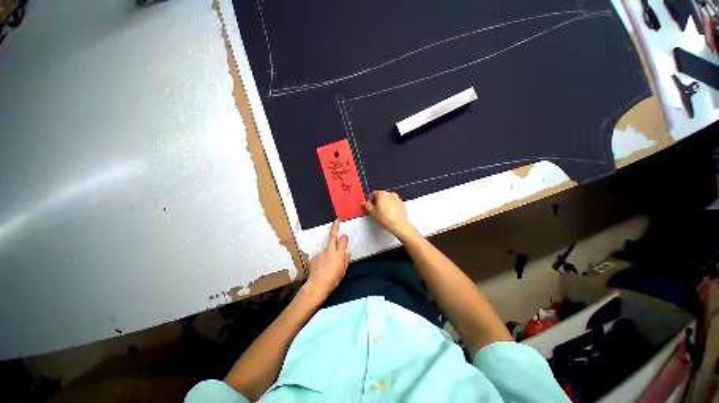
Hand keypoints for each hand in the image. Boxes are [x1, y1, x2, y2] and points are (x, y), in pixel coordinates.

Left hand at [304, 219, 349, 298]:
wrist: (316, 285)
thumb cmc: (332, 280)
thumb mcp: (342, 271)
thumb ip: (345, 261)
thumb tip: (347, 254)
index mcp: (339, 254)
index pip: (343, 241)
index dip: (344, 238)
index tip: (345, 236)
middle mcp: (330, 251)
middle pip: (333, 237)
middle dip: (335, 227)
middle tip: (337, 220)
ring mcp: (321, 253)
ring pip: (327, 250)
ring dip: (328, 254)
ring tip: (327, 267)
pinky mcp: (315, 256)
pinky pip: (321, 256)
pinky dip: (323, 259)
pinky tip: (322, 268)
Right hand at [362, 190, 416, 238]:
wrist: (398, 224)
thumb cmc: (387, 218)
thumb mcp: (373, 212)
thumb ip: (367, 205)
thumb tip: (364, 203)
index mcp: (382, 194)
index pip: (373, 193)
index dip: (370, 200)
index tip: (369, 205)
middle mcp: (390, 194)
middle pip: (381, 195)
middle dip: (377, 202)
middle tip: (375, 210)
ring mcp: (397, 198)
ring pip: (387, 199)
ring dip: (384, 204)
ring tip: (383, 213)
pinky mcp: (401, 203)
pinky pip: (394, 203)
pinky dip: (391, 206)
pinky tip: (389, 214)